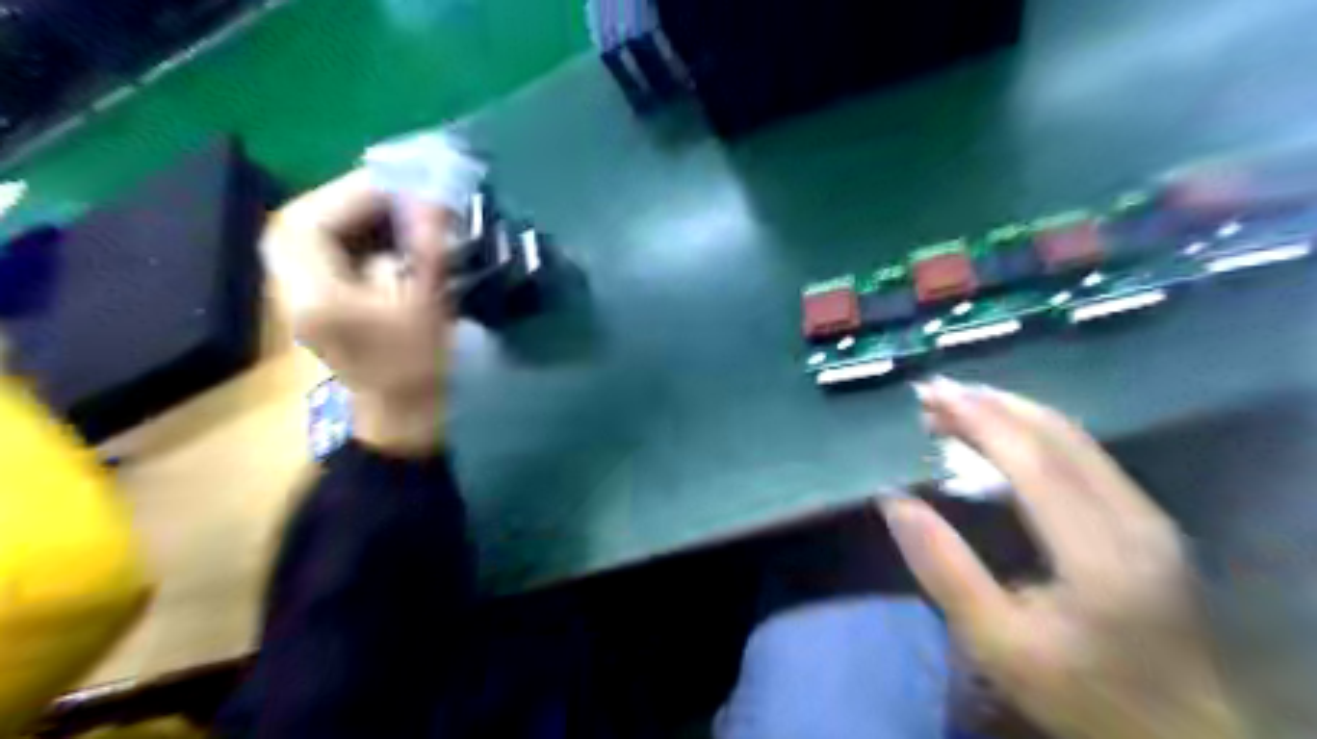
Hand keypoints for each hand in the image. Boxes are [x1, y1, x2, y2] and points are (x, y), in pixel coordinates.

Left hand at [263, 169, 456, 452]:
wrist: (406, 422)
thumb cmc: (420, 372)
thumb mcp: (429, 308)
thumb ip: (428, 249)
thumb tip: (432, 198)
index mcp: (315, 296)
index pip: (307, 222)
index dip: (352, 194)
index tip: (403, 187)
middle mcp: (296, 292)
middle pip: (300, 223)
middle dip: (349, 201)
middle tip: (397, 195)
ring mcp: (304, 298)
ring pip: (313, 238)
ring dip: (353, 218)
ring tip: (399, 212)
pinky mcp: (323, 304)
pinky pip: (327, 255)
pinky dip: (356, 238)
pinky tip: (392, 240)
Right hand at [883, 381, 1247, 738]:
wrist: (1184, 733)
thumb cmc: (1082, 694)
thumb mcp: (996, 644)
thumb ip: (943, 569)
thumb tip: (893, 501)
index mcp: (1099, 553)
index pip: (1033, 460)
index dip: (979, 419)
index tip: (931, 394)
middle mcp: (1135, 518)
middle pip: (1058, 436)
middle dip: (991, 404)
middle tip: (934, 393)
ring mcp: (1149, 515)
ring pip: (1076, 438)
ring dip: (1012, 412)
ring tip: (958, 405)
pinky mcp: (1149, 520)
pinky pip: (1086, 454)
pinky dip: (1036, 432)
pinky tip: (1004, 433)